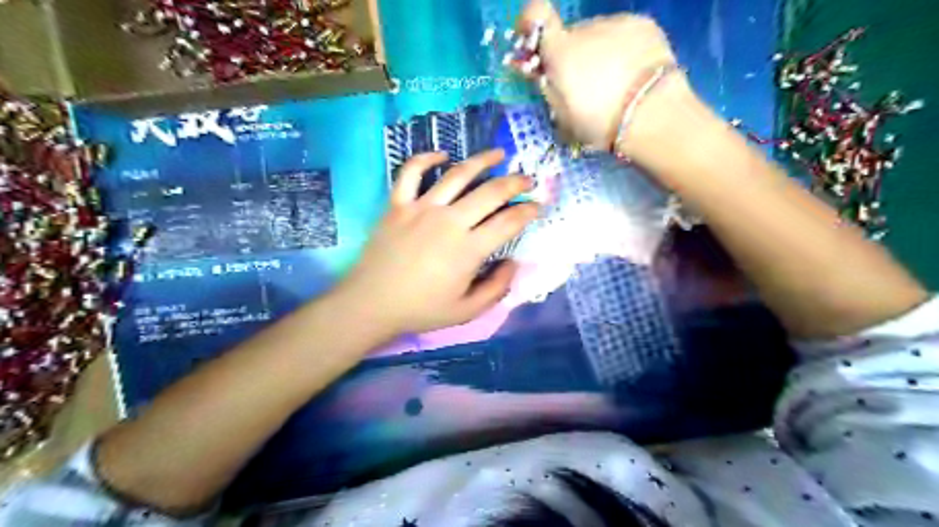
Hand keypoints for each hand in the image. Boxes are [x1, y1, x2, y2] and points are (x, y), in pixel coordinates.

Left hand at [334, 150, 538, 334]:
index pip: (508, 222)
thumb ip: (497, 288)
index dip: (528, 211)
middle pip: (490, 192)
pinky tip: (442, 155)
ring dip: (481, 161)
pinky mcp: (398, 204)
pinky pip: (410, 172)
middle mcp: (449, 221)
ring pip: (457, 175)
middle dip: (515, 182)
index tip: (537, 206)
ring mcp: (421, 208)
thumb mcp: (467, 311)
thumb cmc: (421, 309)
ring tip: (498, 154)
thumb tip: (513, 263)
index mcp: (468, 249)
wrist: (372, 303)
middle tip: (528, 178)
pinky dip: (426, 159)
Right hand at [521, 1, 687, 156]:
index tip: (535, 42)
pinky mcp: (643, 24)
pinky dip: (623, 49)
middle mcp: (586, 29)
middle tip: (584, 84)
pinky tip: (633, 72)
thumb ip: (549, 88)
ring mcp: (617, 23)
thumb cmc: (600, 124)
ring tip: (614, 82)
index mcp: (561, 52)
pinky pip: (623, 34)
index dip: (530, 22)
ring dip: (598, 51)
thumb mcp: (563, 117)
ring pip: (599, 35)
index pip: (535, 13)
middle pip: (571, 35)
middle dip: (572, 54)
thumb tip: (542, 73)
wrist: (653, 116)